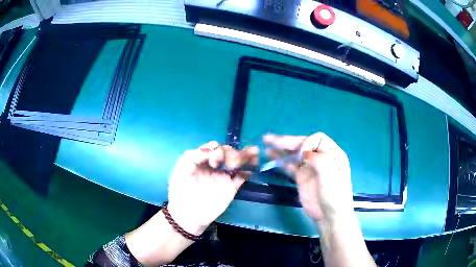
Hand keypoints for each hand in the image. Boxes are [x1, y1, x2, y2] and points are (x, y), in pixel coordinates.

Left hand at [167, 141, 257, 235]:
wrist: (188, 214)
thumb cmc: (181, 190)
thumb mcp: (181, 169)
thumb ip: (193, 156)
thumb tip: (211, 150)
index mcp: (202, 160)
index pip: (214, 147)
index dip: (216, 149)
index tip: (213, 160)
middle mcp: (214, 166)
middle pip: (228, 152)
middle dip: (230, 153)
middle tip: (227, 163)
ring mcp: (223, 177)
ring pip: (237, 162)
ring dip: (244, 156)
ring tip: (253, 152)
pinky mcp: (231, 188)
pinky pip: (242, 178)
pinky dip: (247, 171)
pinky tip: (250, 168)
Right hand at [264, 132, 353, 223]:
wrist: (329, 217)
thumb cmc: (335, 196)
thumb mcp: (331, 176)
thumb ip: (319, 160)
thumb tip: (304, 152)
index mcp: (333, 154)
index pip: (318, 139)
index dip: (307, 143)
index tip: (302, 156)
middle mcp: (321, 157)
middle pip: (303, 144)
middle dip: (288, 141)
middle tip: (269, 139)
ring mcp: (310, 167)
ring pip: (295, 154)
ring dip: (281, 148)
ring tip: (266, 143)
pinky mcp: (301, 177)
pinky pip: (290, 165)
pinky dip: (281, 160)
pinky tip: (271, 156)